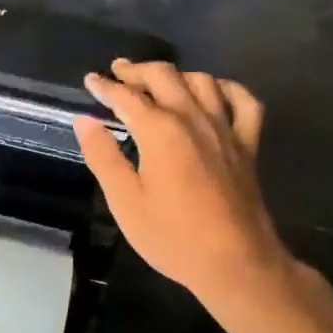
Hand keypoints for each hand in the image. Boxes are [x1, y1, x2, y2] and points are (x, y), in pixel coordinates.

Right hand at [74, 59, 292, 307]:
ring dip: (176, 74)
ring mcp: (225, 129)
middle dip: (137, 70)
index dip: (105, 86)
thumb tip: (84, 121)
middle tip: (118, 71)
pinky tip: (213, 92)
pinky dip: (226, 89)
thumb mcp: (125, 201)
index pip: (126, 97)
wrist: (235, 262)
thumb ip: (103, 156)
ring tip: (157, 81)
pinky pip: (243, 102)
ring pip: (202, 81)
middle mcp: (193, 119)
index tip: (90, 80)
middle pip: (164, 76)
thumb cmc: (172, 236)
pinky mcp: (247, 145)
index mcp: (160, 131)